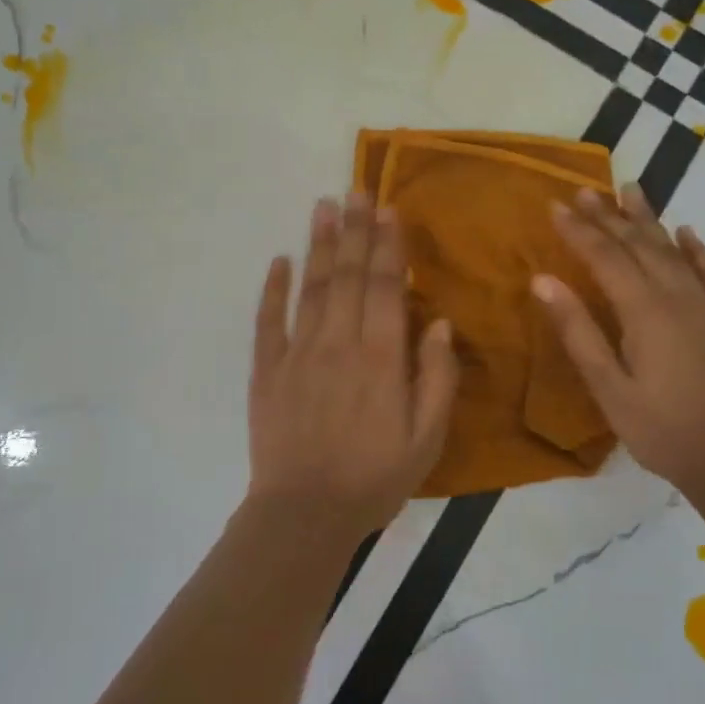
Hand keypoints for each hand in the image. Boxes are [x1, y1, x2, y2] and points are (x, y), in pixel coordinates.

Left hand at [247, 193, 459, 536]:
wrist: (305, 514)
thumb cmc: (375, 478)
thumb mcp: (427, 437)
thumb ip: (436, 377)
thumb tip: (437, 322)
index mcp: (381, 357)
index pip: (385, 286)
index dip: (387, 244)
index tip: (387, 208)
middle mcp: (339, 343)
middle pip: (348, 275)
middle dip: (354, 229)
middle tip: (356, 189)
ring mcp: (298, 354)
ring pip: (311, 288)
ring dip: (318, 244)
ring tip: (323, 206)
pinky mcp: (267, 371)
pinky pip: (268, 322)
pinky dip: (273, 289)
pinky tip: (278, 261)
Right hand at [532, 184, 704, 496]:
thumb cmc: (661, 428)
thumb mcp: (608, 387)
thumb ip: (578, 330)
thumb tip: (542, 281)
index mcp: (644, 311)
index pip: (604, 257)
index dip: (578, 230)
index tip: (555, 205)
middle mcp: (677, 296)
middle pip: (638, 244)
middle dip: (608, 215)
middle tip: (584, 190)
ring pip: (672, 249)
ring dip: (648, 219)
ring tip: (630, 189)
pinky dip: (696, 249)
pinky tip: (686, 232)